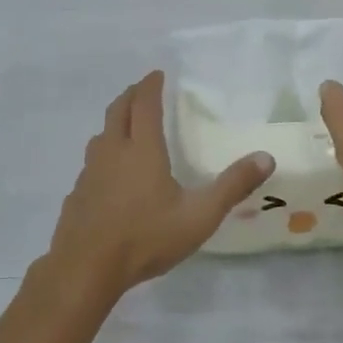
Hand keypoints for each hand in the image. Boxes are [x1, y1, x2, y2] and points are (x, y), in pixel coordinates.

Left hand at [48, 71, 273, 296]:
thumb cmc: (146, 238)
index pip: (144, 105)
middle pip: (117, 112)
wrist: (86, 268)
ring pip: (100, 136)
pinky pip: (91, 164)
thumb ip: (232, 186)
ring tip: (126, 127)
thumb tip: (266, 157)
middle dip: (130, 96)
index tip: (158, 74)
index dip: (151, 86)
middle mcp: (112, 153)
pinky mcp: (77, 194)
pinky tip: (110, 175)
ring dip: (114, 123)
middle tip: (142, 90)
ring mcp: (89, 173)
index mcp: (141, 150)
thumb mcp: (199, 216)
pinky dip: (103, 154)